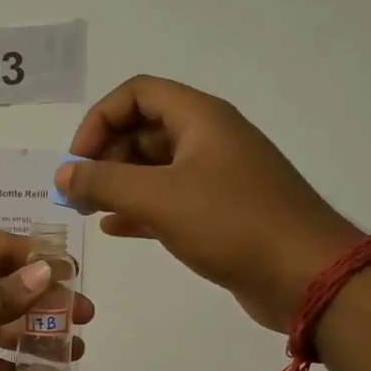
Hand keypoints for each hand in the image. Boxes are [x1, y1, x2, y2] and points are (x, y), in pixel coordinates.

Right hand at [56, 76, 362, 332]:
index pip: (137, 94)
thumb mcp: (158, 198)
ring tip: (88, 210)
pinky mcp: (220, 211)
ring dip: (118, 182)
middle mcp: (209, 138)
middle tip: (79, 191)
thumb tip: (62, 173)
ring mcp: (217, 176)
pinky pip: (168, 198)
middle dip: (105, 154)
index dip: (99, 120)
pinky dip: (138, 208)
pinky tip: (113, 228)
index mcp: (200, 118)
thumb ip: (103, 182)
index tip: (78, 161)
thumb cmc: (232, 224)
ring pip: (154, 166)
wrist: (308, 276)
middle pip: (143, 128)